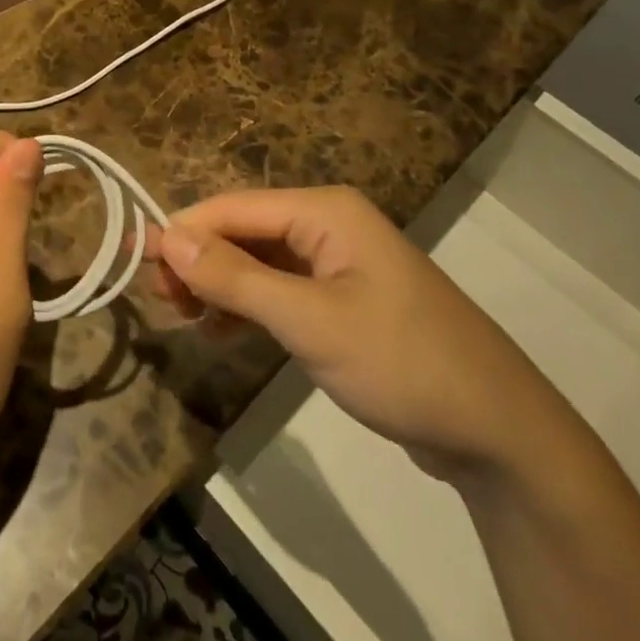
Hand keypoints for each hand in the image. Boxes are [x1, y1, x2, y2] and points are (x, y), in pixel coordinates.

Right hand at [154, 187, 570, 478]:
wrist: (501, 433)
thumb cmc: (402, 362)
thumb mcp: (310, 321)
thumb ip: (236, 278)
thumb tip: (166, 239)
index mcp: (323, 210)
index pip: (232, 207)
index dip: (182, 233)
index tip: (138, 268)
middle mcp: (327, 223)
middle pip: (242, 230)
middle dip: (199, 261)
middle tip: (162, 304)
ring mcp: (337, 262)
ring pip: (257, 261)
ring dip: (219, 285)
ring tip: (185, 319)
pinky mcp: (342, 299)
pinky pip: (279, 288)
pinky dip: (247, 306)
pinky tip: (222, 333)